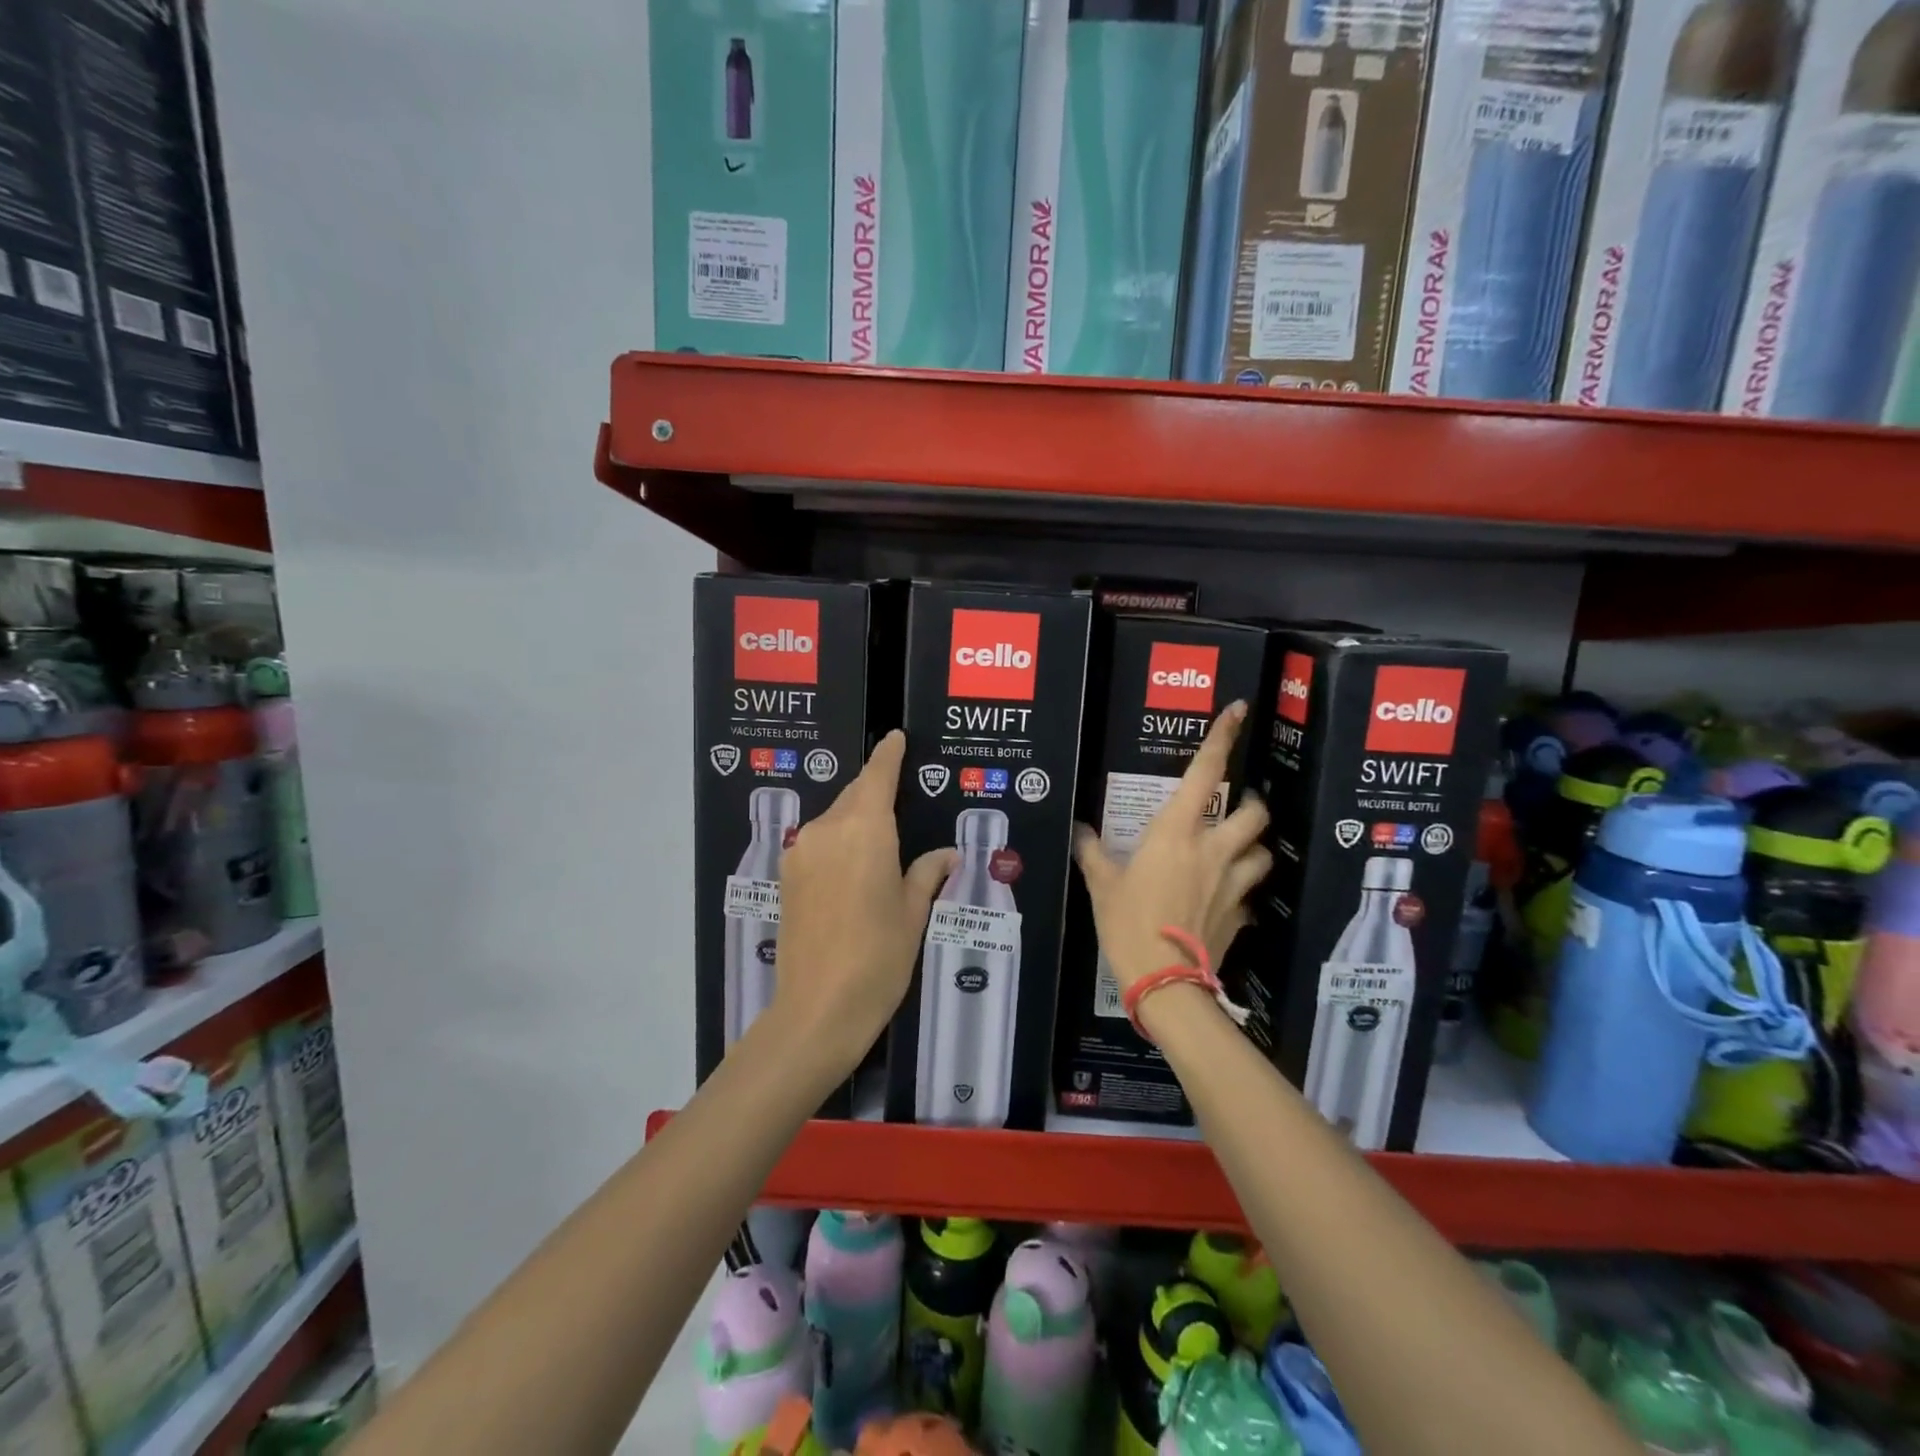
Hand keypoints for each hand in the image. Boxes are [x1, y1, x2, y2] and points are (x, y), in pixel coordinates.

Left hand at [773, 731, 955, 1070]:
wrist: (817, 1010)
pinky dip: (838, 842)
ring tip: (880, 845)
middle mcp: (827, 830)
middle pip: (854, 796)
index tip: (896, 738)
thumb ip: (926, 874)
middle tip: (901, 802)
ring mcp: (801, 852)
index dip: (888, 755)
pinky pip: (818, 843)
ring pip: (834, 819)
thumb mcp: (912, 914)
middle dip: (874, 792)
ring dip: (855, 820)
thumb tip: (946, 856)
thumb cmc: (878, 959)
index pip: (877, 776)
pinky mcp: (787, 876)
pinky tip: (854, 869)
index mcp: (865, 830)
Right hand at [1074, 703, 1271, 990]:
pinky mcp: (1240, 915)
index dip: (1222, 739)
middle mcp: (1213, 850)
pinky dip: (1242, 891)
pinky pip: (1250, 895)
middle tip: (1236, 807)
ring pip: (1262, 852)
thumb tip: (1079, 830)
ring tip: (1236, 852)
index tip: (1238, 711)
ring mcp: (1233, 884)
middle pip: (1254, 813)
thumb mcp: (1102, 885)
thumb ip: (1093, 853)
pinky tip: (1225, 900)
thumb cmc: (1128, 923)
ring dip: (1253, 847)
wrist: (1164, 981)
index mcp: (1177, 833)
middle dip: (1252, 803)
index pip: (1205, 774)